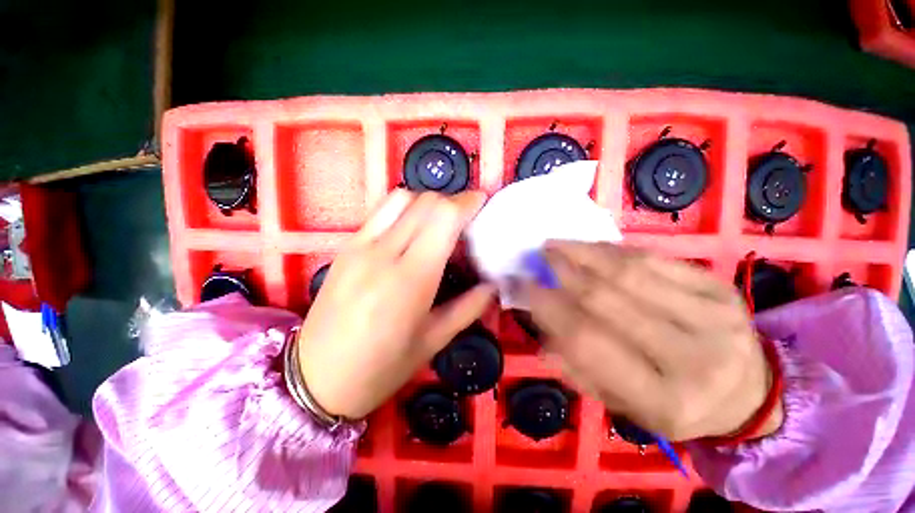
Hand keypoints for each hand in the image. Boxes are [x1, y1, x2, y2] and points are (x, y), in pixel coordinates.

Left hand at [297, 190, 494, 419]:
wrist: (315, 379)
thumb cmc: (381, 368)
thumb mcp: (433, 342)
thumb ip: (468, 308)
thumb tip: (492, 285)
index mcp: (410, 280)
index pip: (443, 217)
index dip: (467, 203)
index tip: (482, 203)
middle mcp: (383, 253)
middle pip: (425, 202)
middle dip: (452, 201)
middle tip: (466, 218)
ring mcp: (359, 246)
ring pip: (401, 199)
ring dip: (427, 202)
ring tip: (439, 221)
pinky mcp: (345, 247)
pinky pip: (380, 212)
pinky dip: (404, 209)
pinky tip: (411, 229)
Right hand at [520, 241, 782, 440]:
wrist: (749, 394)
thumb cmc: (678, 406)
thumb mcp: (625, 407)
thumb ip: (579, 370)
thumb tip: (542, 330)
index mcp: (665, 399)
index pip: (588, 341)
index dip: (549, 307)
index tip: (524, 286)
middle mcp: (694, 356)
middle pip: (608, 299)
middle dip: (563, 272)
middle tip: (538, 257)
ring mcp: (714, 316)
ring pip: (630, 271)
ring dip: (584, 253)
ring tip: (556, 245)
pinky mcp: (720, 288)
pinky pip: (655, 259)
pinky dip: (614, 250)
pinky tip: (590, 247)